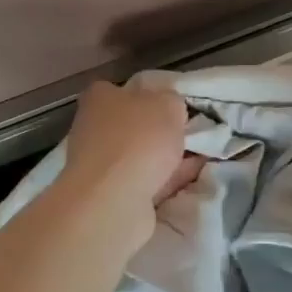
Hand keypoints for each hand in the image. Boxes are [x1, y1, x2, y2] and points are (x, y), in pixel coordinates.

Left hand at [59, 81, 199, 232]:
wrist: (113, 201)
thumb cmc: (138, 139)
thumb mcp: (168, 104)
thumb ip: (171, 101)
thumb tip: (170, 109)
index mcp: (100, 97)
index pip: (125, 90)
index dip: (152, 96)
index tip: (175, 108)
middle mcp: (93, 127)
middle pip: (134, 124)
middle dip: (161, 132)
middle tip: (191, 135)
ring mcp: (98, 163)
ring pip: (139, 156)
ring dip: (165, 159)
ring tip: (198, 159)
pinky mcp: (107, 194)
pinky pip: (144, 182)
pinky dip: (164, 181)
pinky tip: (189, 180)